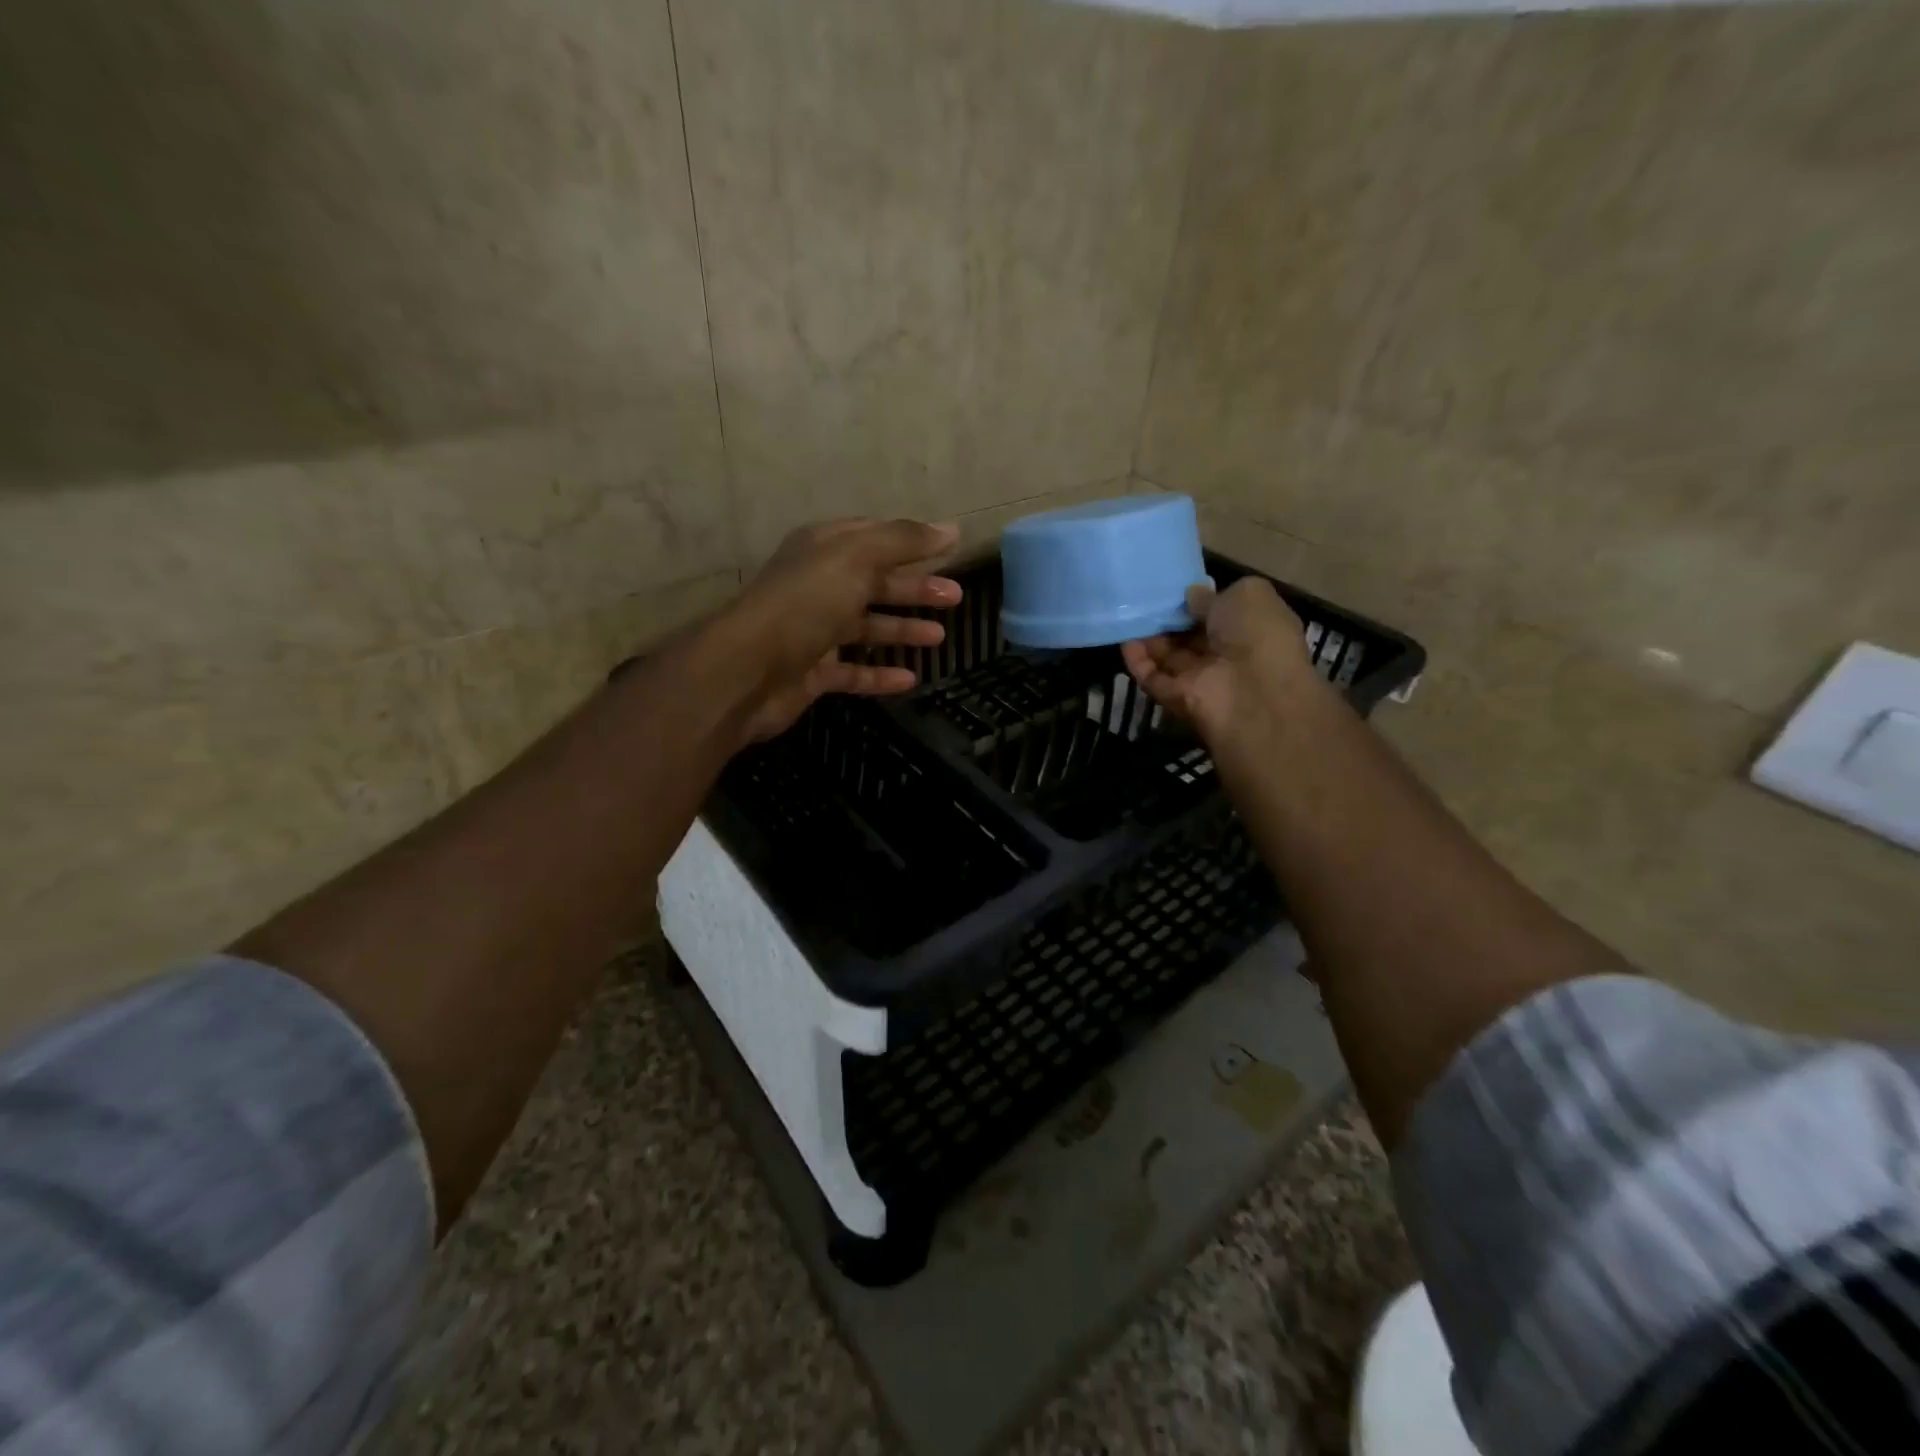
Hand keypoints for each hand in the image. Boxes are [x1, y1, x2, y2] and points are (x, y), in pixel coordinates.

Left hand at [718, 518, 962, 742]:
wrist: (749, 670)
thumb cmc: (805, 603)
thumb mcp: (857, 558)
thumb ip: (904, 541)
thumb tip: (952, 528)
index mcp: (824, 549)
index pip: (874, 538)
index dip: (911, 541)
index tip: (949, 550)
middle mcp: (819, 586)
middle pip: (875, 583)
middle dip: (915, 589)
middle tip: (955, 597)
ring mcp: (814, 632)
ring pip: (866, 628)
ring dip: (902, 630)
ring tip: (940, 637)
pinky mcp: (813, 672)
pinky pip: (854, 672)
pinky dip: (880, 675)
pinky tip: (910, 679)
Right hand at [1120, 577, 1315, 747]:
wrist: (1255, 693)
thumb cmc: (1259, 634)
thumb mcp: (1247, 594)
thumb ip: (1213, 595)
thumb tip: (1191, 596)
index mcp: (1252, 629)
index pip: (1220, 615)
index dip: (1198, 602)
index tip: (1174, 589)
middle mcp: (1228, 655)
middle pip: (1191, 637)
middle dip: (1169, 620)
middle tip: (1144, 599)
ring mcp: (1202, 680)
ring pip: (1170, 658)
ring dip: (1149, 639)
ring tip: (1127, 614)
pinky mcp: (1178, 699)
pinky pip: (1154, 679)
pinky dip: (1138, 662)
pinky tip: (1124, 641)